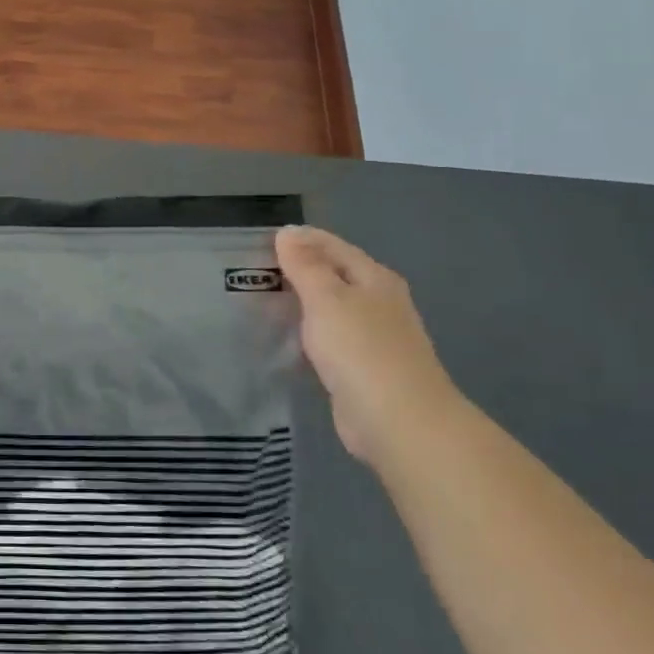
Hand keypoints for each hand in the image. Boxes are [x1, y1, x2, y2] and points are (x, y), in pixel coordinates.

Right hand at [274, 226, 464, 465]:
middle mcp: (379, 303)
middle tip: (255, 269)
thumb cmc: (361, 350)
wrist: (399, 421)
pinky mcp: (363, 368)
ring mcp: (374, 337)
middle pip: (335, 275)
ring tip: (262, 300)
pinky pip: (329, 338)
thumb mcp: (327, 299)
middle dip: (299, 269)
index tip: (262, 240)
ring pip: (331, 308)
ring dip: (302, 302)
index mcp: (375, 279)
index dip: (300, 239)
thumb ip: (305, 266)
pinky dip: (308, 332)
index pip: (333, 246)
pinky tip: (286, 338)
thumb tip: (288, 233)